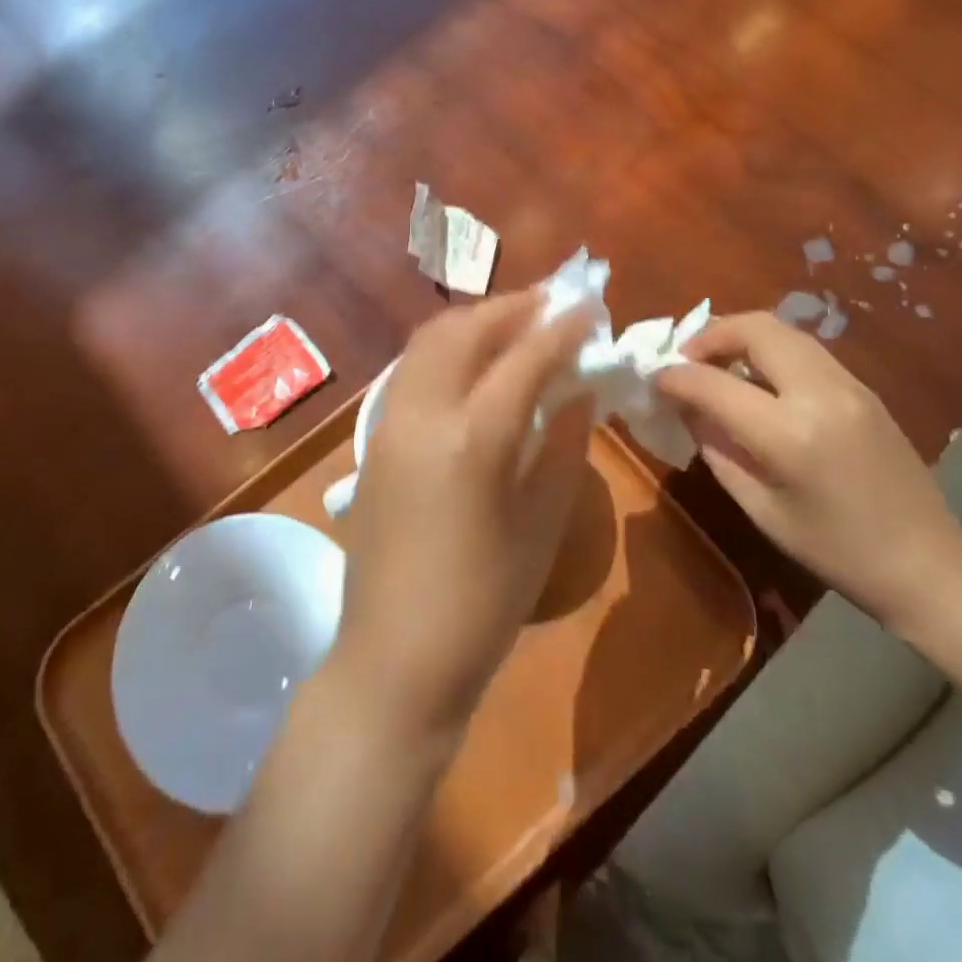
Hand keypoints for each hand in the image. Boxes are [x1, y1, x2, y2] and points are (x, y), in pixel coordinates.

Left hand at [337, 290, 595, 740]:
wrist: (396, 657)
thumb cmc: (484, 602)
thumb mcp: (542, 524)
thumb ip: (564, 446)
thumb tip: (580, 389)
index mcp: (473, 438)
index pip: (524, 358)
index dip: (561, 328)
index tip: (589, 308)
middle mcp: (423, 413)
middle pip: (465, 330)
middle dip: (512, 308)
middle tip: (551, 304)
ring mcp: (389, 423)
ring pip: (429, 342)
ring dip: (474, 322)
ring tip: (514, 323)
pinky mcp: (373, 439)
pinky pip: (411, 370)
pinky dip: (446, 349)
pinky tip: (472, 364)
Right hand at [656, 311, 961, 627]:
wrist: (927, 563)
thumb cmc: (835, 551)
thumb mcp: (760, 508)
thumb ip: (717, 448)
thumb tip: (686, 408)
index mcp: (790, 434)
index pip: (714, 383)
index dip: (675, 377)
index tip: (654, 380)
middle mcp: (821, 393)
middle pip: (756, 329)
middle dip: (710, 335)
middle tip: (686, 360)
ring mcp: (849, 384)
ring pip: (783, 331)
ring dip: (741, 337)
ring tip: (717, 365)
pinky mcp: (863, 387)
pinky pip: (804, 349)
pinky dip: (769, 350)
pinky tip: (756, 380)